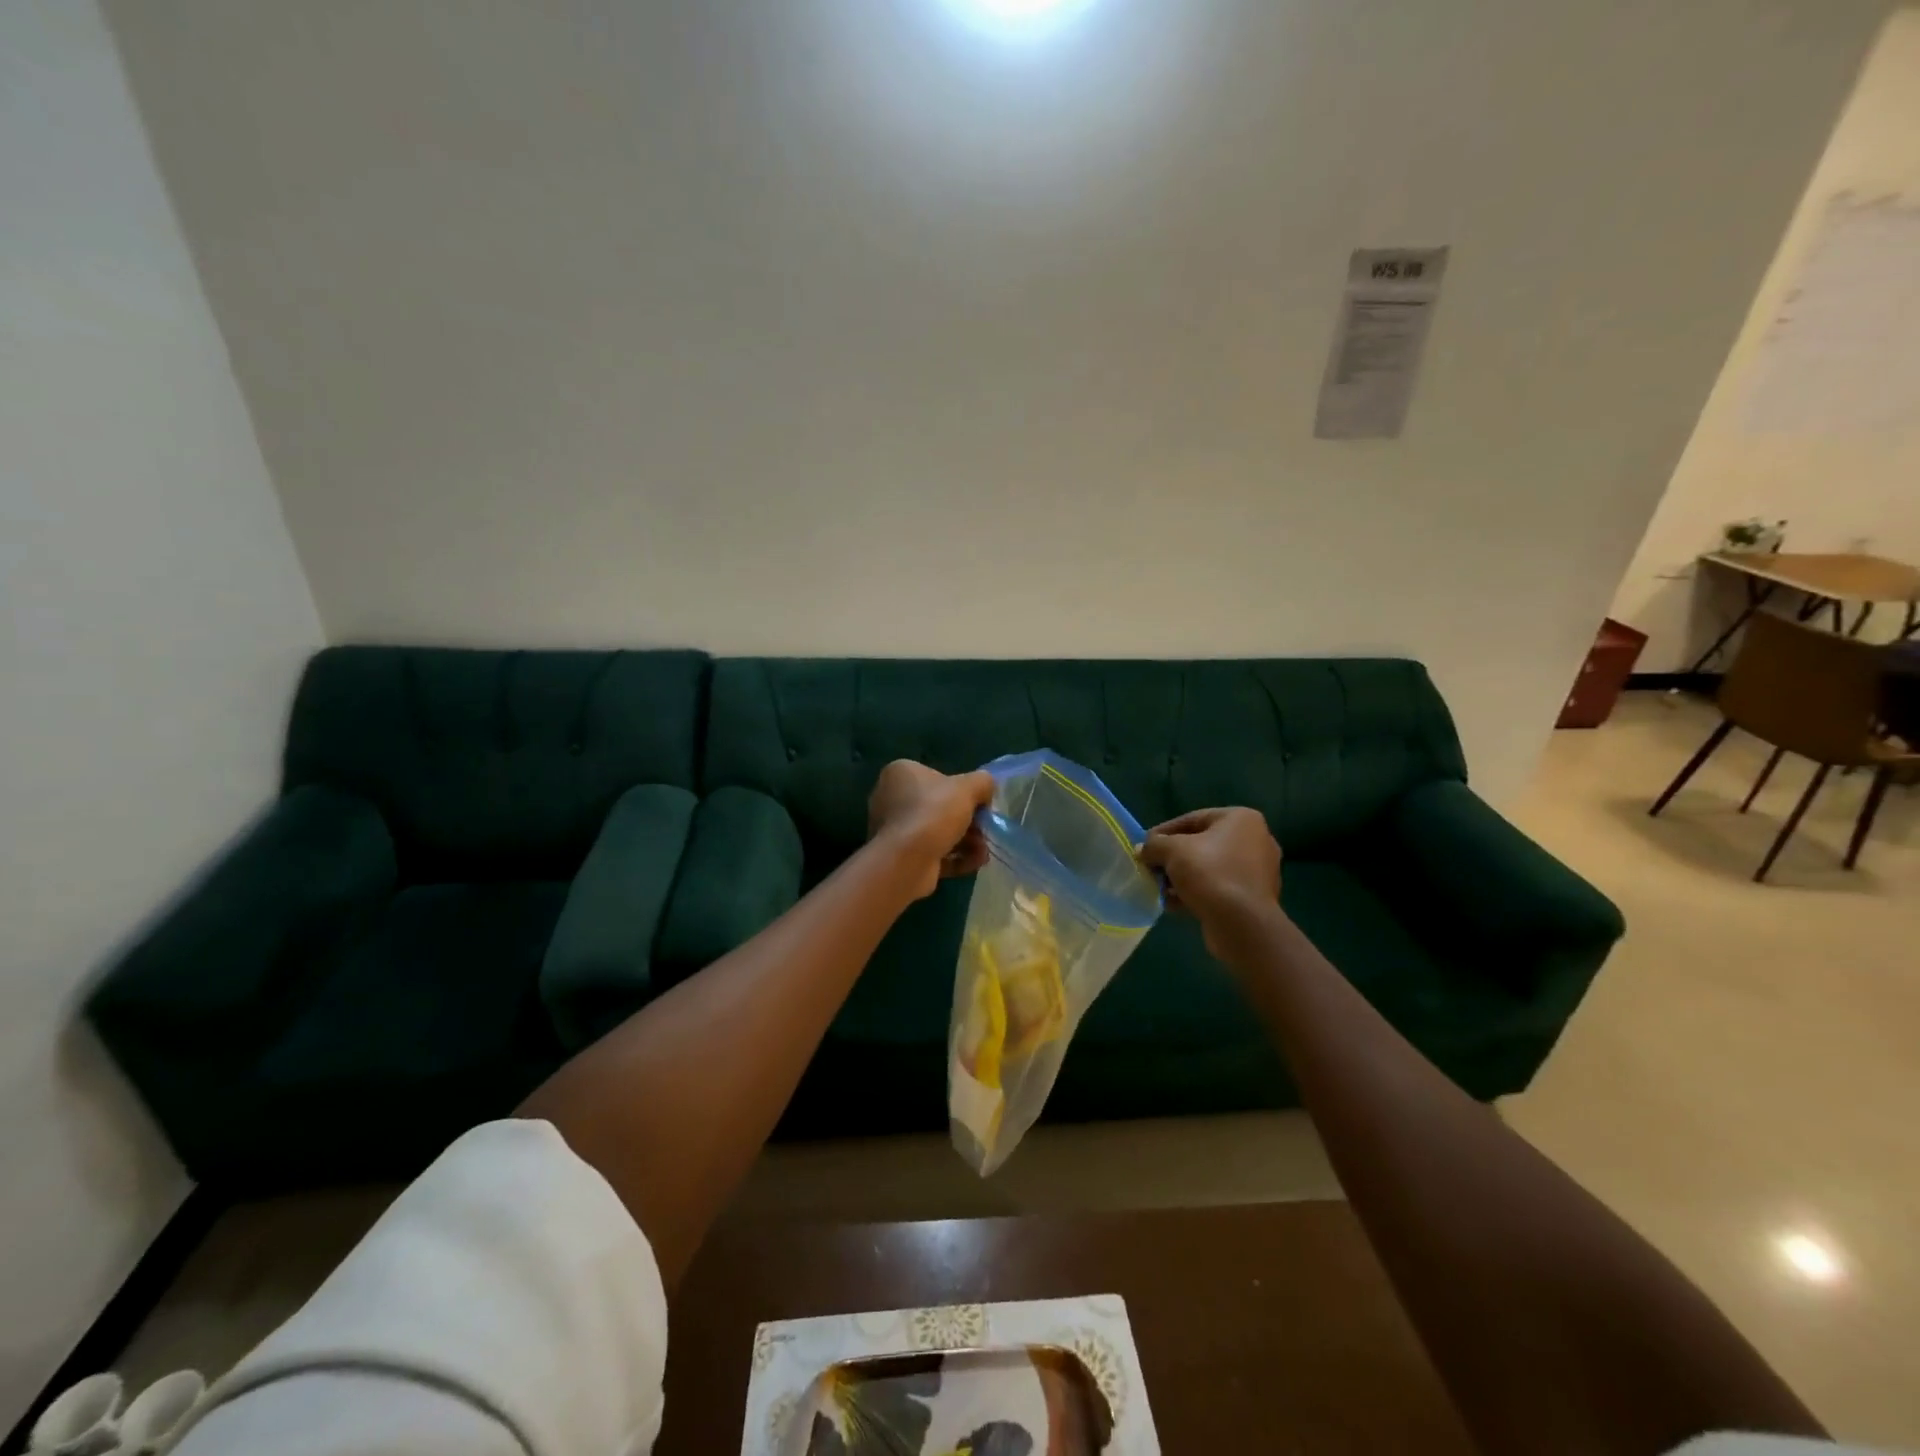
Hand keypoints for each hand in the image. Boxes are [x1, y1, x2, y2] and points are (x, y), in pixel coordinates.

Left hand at [867, 761, 995, 898]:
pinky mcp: (900, 857)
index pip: (937, 776)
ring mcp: (894, 830)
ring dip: (966, 841)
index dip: (963, 791)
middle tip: (984, 830)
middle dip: (968, 821)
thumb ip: (982, 782)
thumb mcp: (969, 787)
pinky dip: (955, 858)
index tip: (981, 805)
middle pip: (940, 807)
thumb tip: (985, 791)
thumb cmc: (934, 813)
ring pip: (938, 832)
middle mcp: (891, 798)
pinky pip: (933, 853)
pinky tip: (974, 863)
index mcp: (900, 773)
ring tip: (983, 852)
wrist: (907, 861)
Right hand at [1139, 808, 1281, 953]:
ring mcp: (1258, 870)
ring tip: (1160, 889)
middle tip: (1151, 868)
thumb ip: (1154, 845)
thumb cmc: (1210, 873)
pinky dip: (1197, 892)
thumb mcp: (1172, 851)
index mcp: (1241, 819)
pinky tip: (1175, 905)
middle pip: (1201, 844)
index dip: (1164, 832)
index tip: (1145, 846)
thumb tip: (1142, 850)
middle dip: (1173, 858)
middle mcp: (1255, 840)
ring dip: (1182, 877)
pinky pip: (1219, 887)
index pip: (1192, 819)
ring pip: (1209, 868)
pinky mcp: (1255, 897)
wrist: (1242, 924)